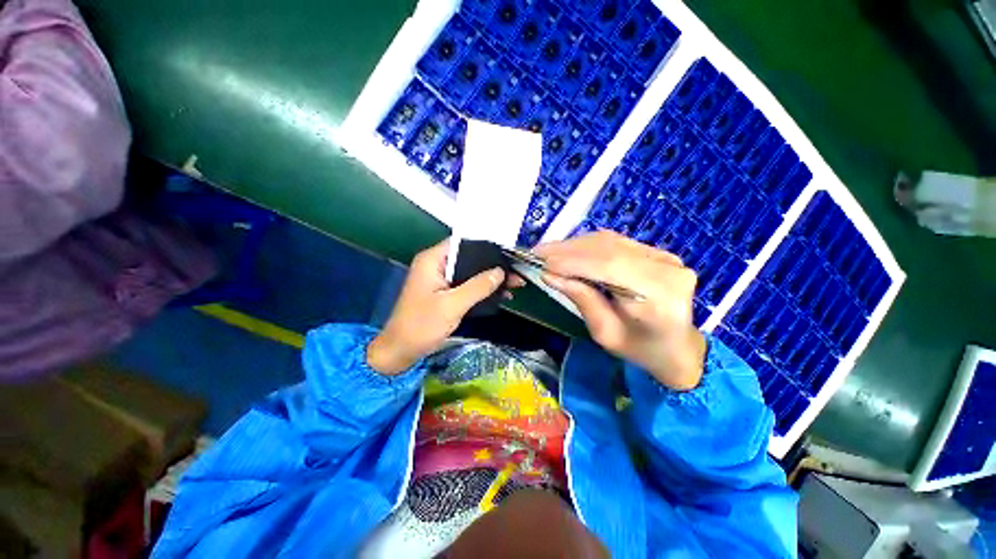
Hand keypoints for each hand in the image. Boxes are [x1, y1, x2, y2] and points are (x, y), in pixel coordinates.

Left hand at [367, 238, 525, 374]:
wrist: (401, 351)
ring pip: (470, 273)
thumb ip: (477, 286)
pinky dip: (482, 290)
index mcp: (433, 260)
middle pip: (469, 258)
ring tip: (515, 284)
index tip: (508, 253)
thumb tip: (501, 271)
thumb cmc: (422, 325)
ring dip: (490, 279)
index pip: (463, 243)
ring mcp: (440, 279)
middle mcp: (437, 265)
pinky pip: (467, 286)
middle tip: (516, 271)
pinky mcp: (444, 293)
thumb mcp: (452, 305)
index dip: (486, 246)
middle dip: (493, 265)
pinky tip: (500, 295)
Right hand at [534, 231, 705, 390]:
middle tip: (538, 253)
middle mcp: (667, 267)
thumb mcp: (605, 333)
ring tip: (549, 252)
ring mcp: (665, 256)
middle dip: (569, 250)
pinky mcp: (657, 252)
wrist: (677, 347)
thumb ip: (581, 299)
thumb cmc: (641, 349)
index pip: (610, 267)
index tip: (543, 263)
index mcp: (660, 296)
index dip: (573, 262)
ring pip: (611, 241)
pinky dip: (588, 245)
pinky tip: (570, 250)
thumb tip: (550, 274)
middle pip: (609, 249)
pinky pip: (617, 242)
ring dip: (575, 245)